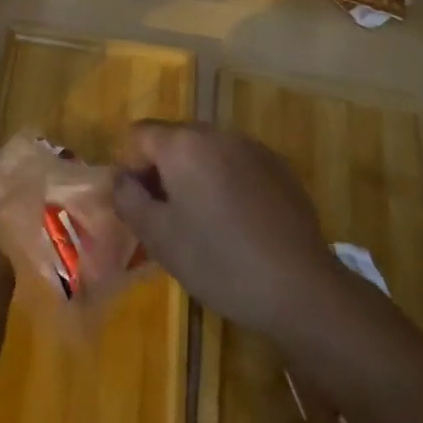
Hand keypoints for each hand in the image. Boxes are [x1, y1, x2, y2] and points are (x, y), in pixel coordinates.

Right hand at [113, 120, 340, 340]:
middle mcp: (216, 133)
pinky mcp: (279, 168)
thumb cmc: (219, 261)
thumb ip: (128, 199)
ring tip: (203, 222)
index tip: (137, 205)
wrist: (301, 289)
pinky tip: (237, 224)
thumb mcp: (158, 237)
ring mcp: (252, 148)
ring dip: (195, 176)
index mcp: (182, 143)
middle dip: (162, 170)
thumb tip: (121, 180)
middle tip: (165, 216)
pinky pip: (237, 164)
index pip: (138, 135)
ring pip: (207, 152)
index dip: (129, 167)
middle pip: (174, 139)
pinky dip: (226, 183)